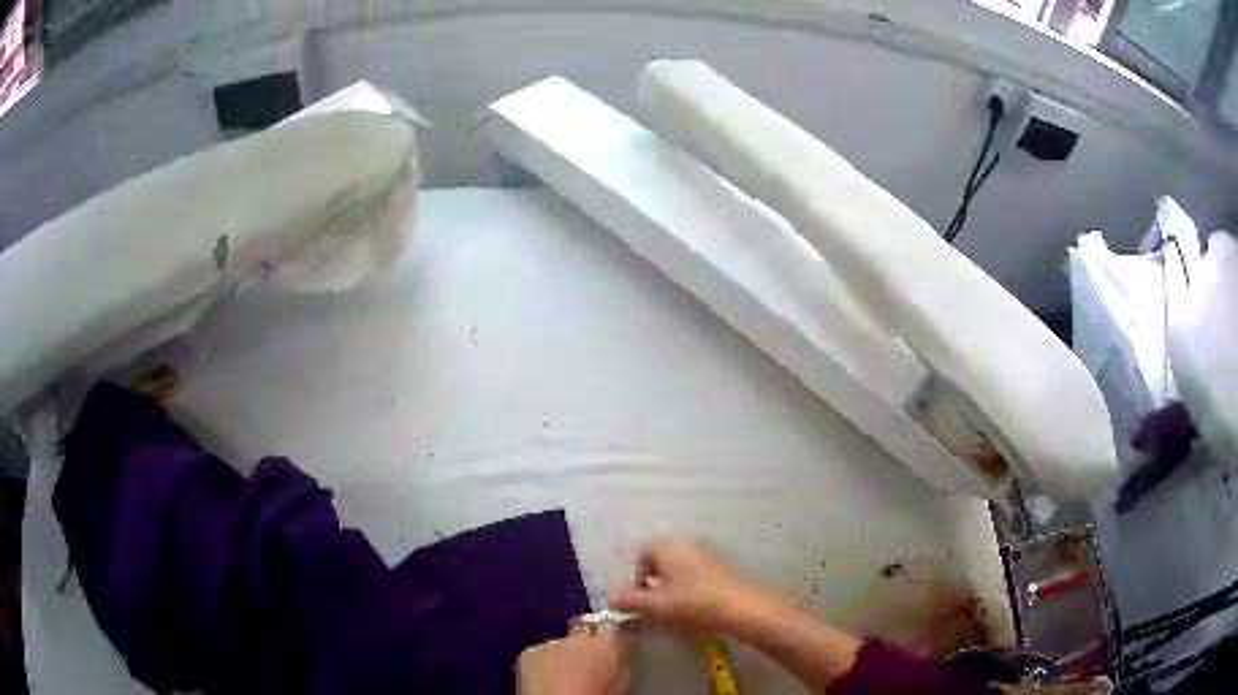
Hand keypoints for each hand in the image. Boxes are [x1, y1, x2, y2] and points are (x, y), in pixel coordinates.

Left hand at [516, 625, 628, 694]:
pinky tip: (544, 682)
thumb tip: (614, 655)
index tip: (603, 648)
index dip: (604, 636)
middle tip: (580, 669)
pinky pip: (536, 655)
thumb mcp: (620, 681)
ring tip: (560, 679)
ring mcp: (550, 644)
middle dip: (580, 648)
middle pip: (580, 636)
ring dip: (559, 657)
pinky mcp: (528, 653)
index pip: (609, 626)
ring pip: (557, 646)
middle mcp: (578, 638)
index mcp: (607, 644)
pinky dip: (539, 665)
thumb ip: (618, 661)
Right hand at [610, 539, 769, 632]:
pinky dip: (683, 585)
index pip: (641, 551)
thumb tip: (611, 597)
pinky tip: (686, 604)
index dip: (634, 574)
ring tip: (667, 606)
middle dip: (649, 580)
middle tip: (650, 602)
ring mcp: (704, 553)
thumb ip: (631, 600)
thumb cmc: (694, 601)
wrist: (741, 607)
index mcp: (669, 545)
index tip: (637, 595)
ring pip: (675, 566)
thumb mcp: (657, 604)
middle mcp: (685, 543)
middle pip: (658, 557)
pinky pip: (690, 571)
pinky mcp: (716, 566)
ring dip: (666, 584)